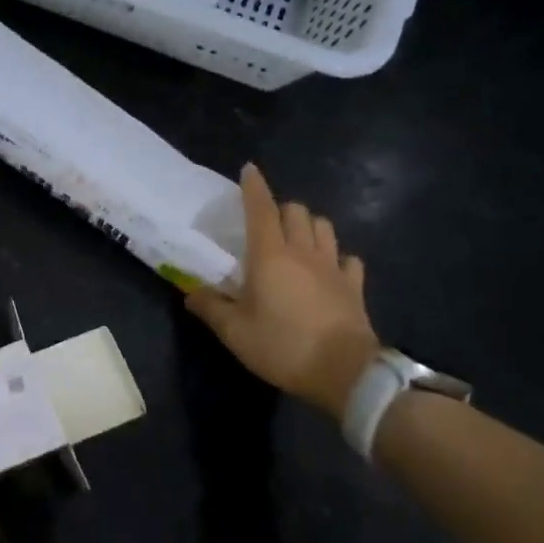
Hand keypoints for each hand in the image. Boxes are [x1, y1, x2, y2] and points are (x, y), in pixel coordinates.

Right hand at [185, 163, 380, 417]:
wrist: (344, 372)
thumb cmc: (282, 347)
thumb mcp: (234, 332)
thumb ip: (210, 308)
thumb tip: (189, 292)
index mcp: (269, 256)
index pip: (260, 208)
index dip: (254, 187)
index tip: (249, 169)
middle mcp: (303, 252)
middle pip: (295, 211)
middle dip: (280, 209)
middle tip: (265, 225)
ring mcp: (333, 267)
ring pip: (324, 227)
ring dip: (309, 226)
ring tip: (296, 240)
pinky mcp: (354, 286)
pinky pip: (348, 259)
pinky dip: (336, 257)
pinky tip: (328, 269)